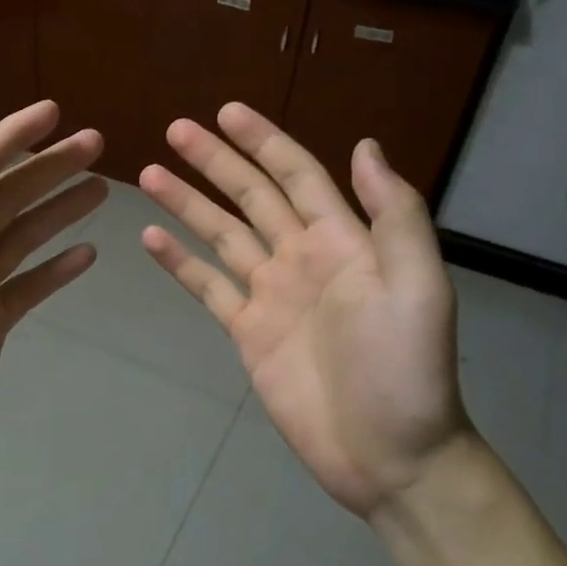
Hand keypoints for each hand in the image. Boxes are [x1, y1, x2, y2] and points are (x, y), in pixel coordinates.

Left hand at [0, 101, 106, 513]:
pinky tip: (88, 253)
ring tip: (103, 187)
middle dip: (49, 166)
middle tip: (96, 142)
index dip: (12, 136)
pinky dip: (56, 268)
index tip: (53, 111)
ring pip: (24, 234)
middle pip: (8, 194)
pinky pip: (29, 285)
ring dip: (59, 208)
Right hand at [139, 104, 472, 519]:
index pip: (296, 175)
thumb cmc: (405, 368)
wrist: (388, 453)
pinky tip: (150, 238)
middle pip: (250, 196)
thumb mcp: (417, 286)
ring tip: (149, 174)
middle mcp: (301, 257)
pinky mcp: (247, 331)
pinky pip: (208, 286)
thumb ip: (393, 215)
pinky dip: (179, 263)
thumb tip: (365, 145)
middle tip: (175, 129)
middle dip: (214, 161)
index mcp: (341, 240)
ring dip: (187, 203)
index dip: (264, 141)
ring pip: (221, 235)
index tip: (227, 112)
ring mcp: (270, 294)